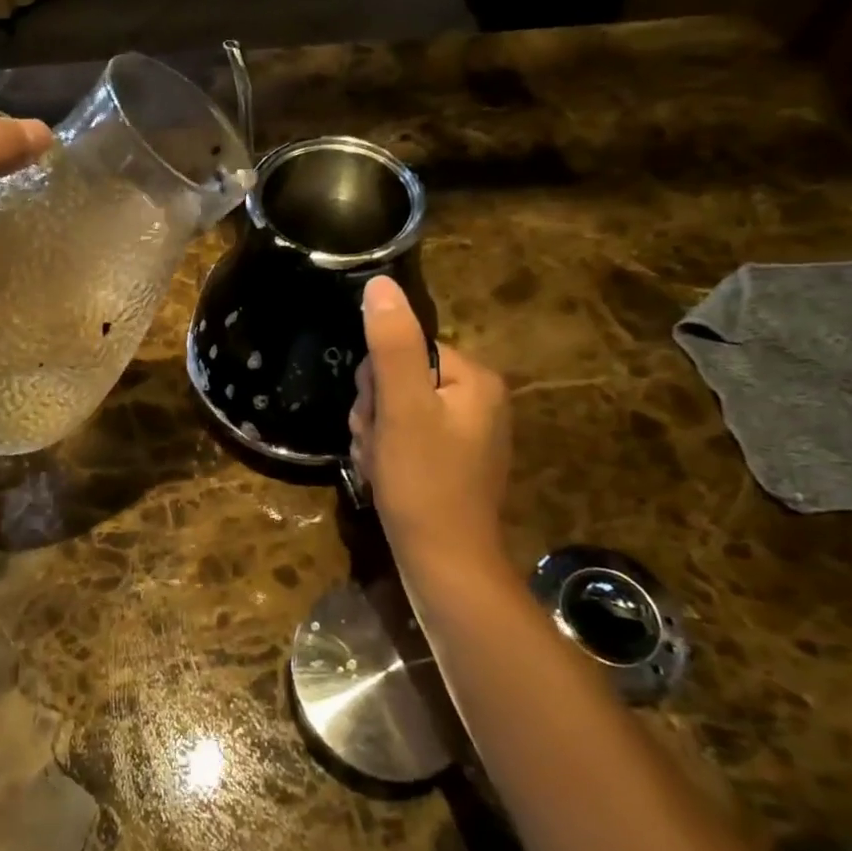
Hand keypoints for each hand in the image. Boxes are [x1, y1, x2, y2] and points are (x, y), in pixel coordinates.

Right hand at [350, 276, 511, 575]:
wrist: (444, 566)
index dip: (378, 382)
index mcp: (475, 379)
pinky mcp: (449, 462)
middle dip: (374, 412)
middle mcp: (477, 401)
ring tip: (379, 465)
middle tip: (378, 445)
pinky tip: (383, 477)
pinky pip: (404, 438)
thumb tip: (379, 284)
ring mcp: (464, 434)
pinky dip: (385, 454)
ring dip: (374, 434)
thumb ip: (391, 344)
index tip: (378, 416)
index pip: (405, 349)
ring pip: (394, 410)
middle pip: (398, 379)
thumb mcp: (402, 407)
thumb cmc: (424, 482)